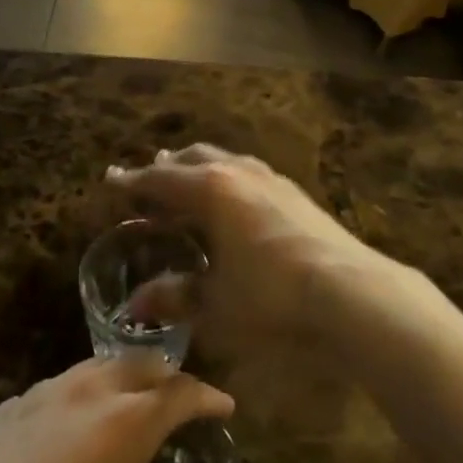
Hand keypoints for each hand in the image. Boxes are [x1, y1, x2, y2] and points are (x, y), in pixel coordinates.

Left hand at [0, 358, 232, 462]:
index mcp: (126, 423)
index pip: (180, 392)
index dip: (206, 396)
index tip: (224, 405)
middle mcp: (87, 394)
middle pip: (138, 363)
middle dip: (165, 374)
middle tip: (178, 395)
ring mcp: (41, 395)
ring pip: (92, 368)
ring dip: (117, 377)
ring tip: (125, 401)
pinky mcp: (4, 410)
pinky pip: (52, 389)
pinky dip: (74, 396)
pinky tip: (64, 426)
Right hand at [106, 144, 384, 347]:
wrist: (351, 292)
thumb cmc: (272, 297)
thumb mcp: (215, 304)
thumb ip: (175, 297)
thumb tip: (136, 304)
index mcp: (210, 189)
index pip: (160, 180)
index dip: (132, 182)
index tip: (111, 180)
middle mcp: (237, 172)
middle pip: (192, 159)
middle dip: (167, 169)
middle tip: (148, 182)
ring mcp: (270, 179)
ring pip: (224, 161)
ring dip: (199, 170)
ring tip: (188, 182)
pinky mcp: (295, 193)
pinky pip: (247, 174)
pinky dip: (227, 180)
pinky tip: (234, 203)